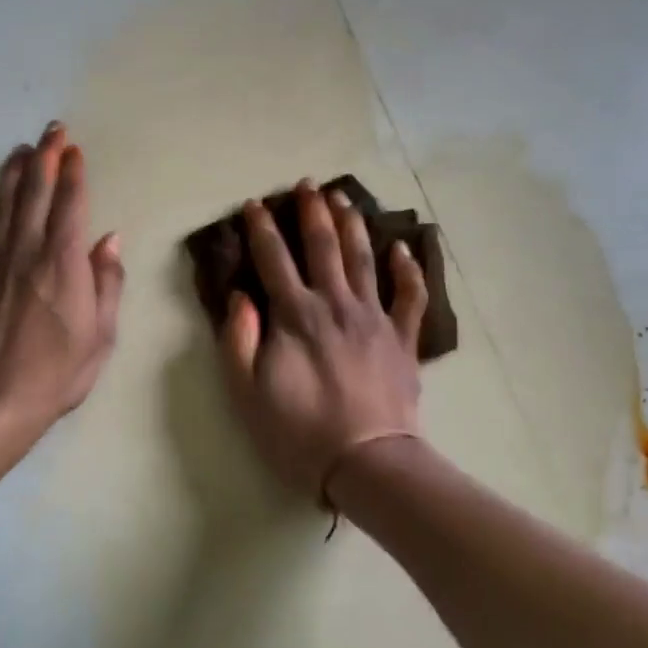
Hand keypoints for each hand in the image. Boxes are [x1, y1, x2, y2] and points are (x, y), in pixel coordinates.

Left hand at [0, 123, 124, 440]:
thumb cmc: (58, 373)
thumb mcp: (102, 335)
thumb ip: (108, 282)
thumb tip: (110, 240)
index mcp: (63, 263)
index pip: (70, 203)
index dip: (74, 172)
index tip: (74, 149)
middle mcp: (25, 251)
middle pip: (34, 191)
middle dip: (44, 156)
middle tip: (51, 131)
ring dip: (9, 172)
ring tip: (19, 151)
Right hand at [219, 181, 427, 503]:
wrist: (366, 461)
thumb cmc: (298, 431)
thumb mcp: (246, 392)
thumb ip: (238, 339)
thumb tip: (240, 297)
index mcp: (294, 315)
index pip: (273, 260)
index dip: (261, 229)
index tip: (254, 204)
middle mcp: (335, 304)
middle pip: (322, 247)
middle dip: (311, 213)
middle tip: (306, 185)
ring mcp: (374, 318)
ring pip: (363, 260)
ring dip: (352, 226)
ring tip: (344, 199)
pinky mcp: (402, 339)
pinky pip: (409, 296)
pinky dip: (408, 270)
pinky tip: (403, 248)